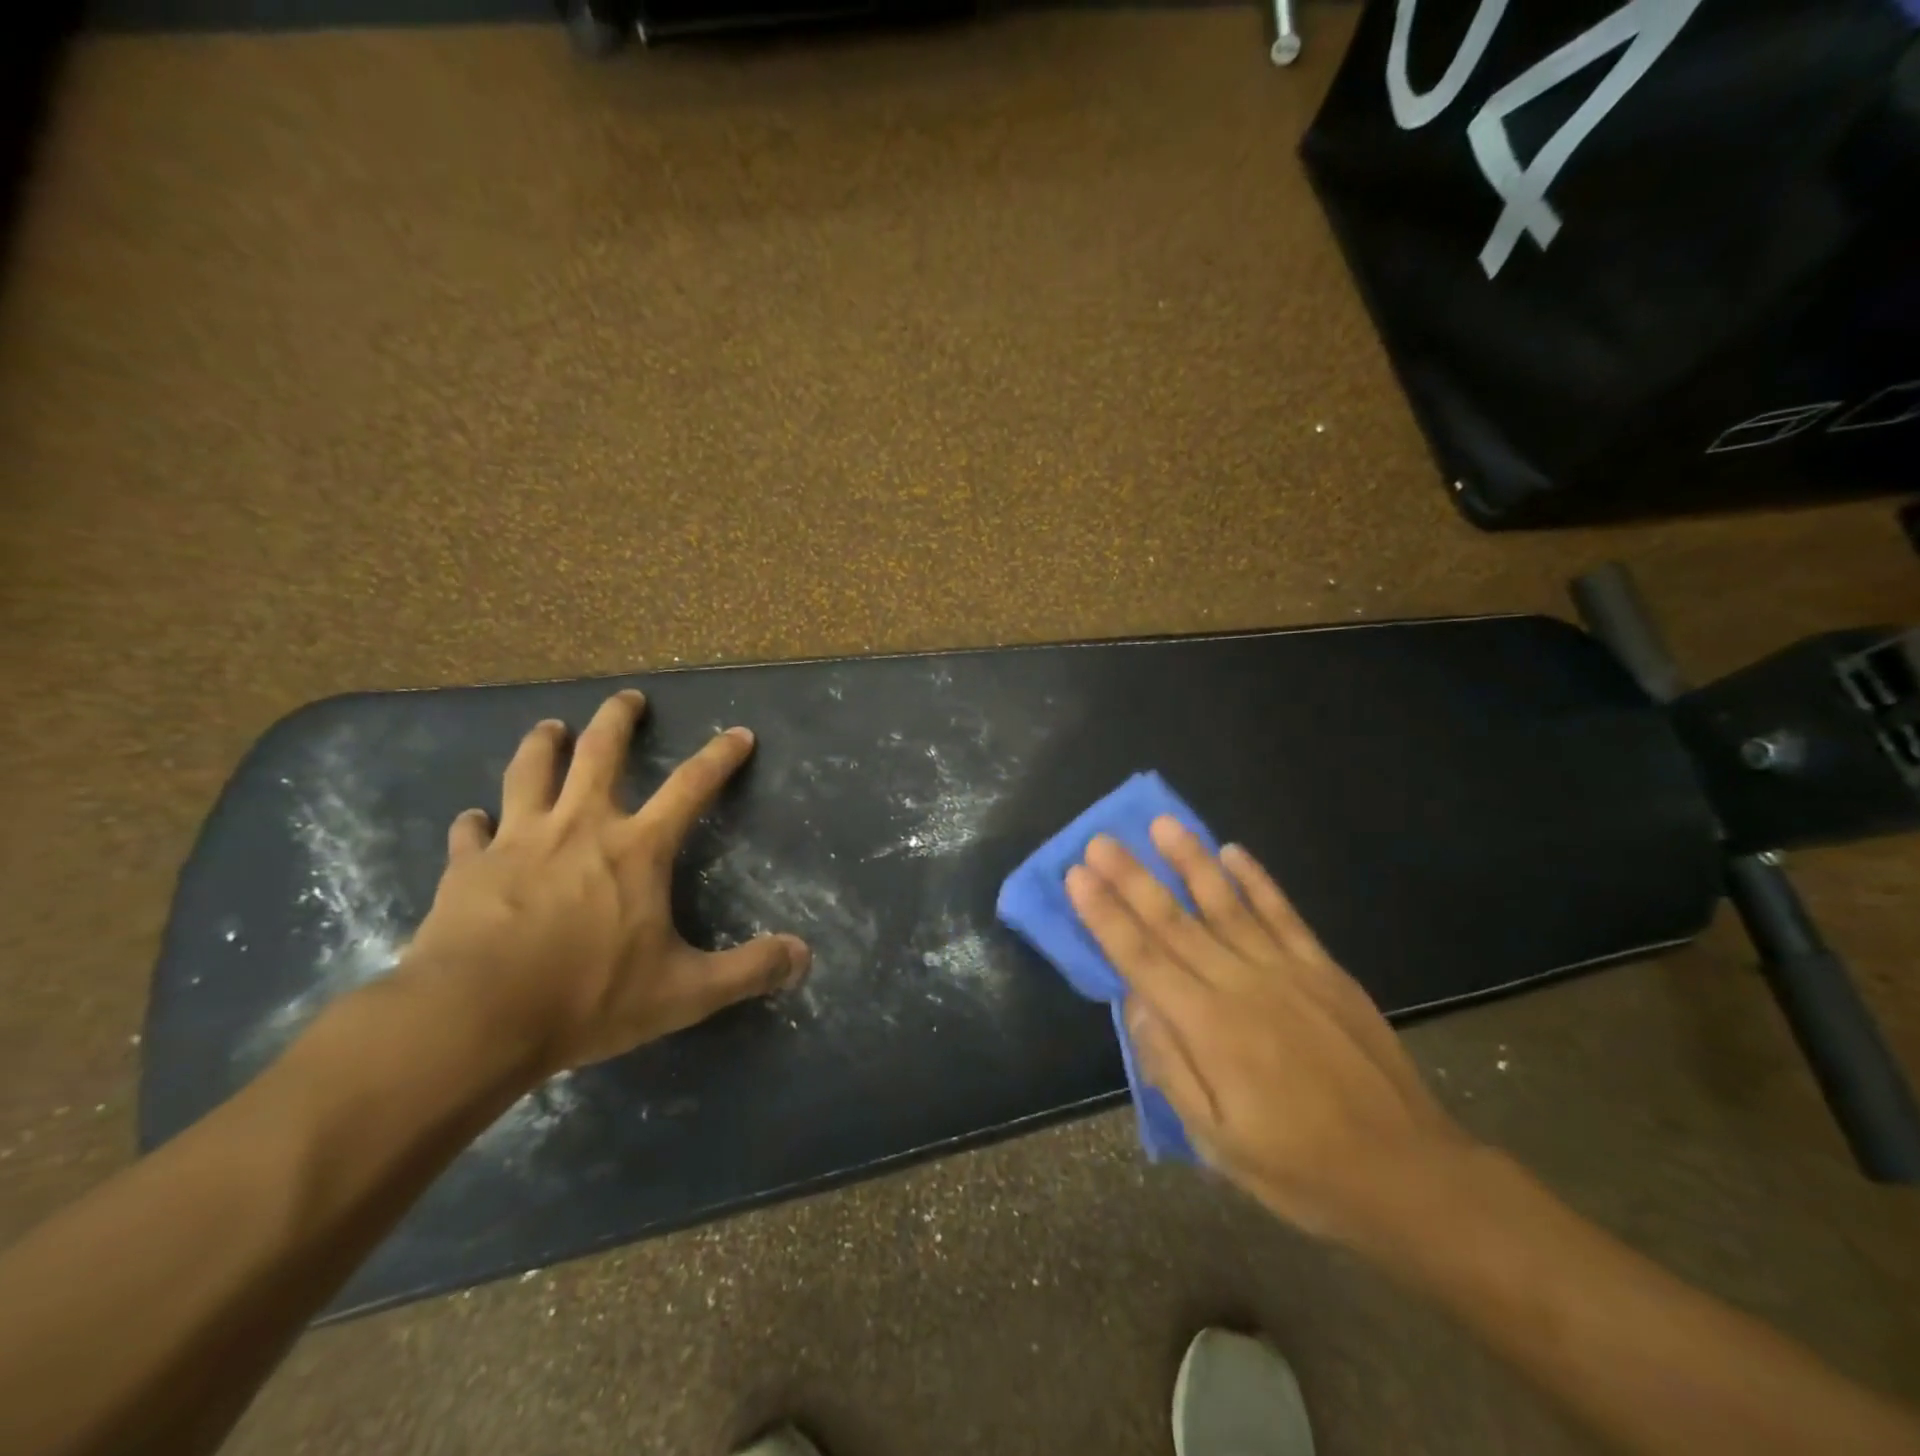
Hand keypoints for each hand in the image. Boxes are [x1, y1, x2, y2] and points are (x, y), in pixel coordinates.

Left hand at [398, 689, 810, 1076]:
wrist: (472, 1018)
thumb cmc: (587, 997)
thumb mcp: (684, 992)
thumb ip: (748, 970)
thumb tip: (804, 956)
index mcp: (636, 849)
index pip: (691, 787)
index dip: (719, 757)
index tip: (739, 734)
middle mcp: (579, 827)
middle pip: (599, 753)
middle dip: (617, 719)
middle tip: (628, 697)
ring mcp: (518, 841)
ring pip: (530, 772)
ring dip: (543, 745)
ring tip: (551, 728)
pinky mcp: (468, 868)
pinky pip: (471, 832)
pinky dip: (475, 822)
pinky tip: (473, 819)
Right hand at [1065, 818, 1470, 1244]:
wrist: (1407, 1174)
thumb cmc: (1299, 1167)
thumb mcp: (1218, 1141)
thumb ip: (1170, 1066)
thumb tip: (1135, 1002)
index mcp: (1209, 1029)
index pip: (1142, 958)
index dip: (1106, 915)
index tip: (1078, 876)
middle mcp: (1242, 986)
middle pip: (1175, 921)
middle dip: (1133, 877)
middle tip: (1102, 839)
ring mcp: (1287, 971)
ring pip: (1226, 904)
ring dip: (1190, 860)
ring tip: (1162, 823)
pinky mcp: (1324, 969)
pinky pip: (1283, 914)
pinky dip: (1256, 880)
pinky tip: (1234, 851)